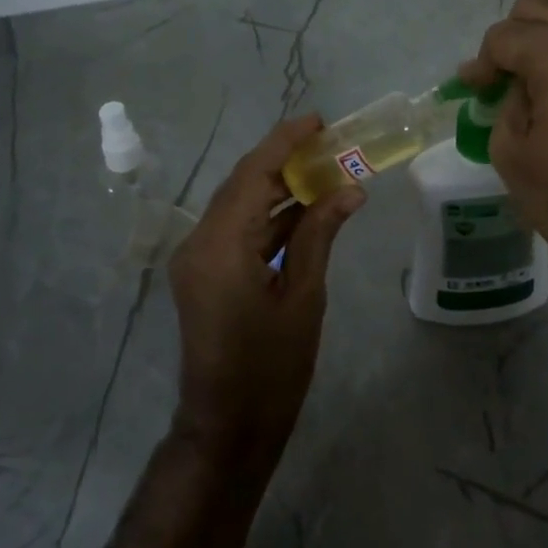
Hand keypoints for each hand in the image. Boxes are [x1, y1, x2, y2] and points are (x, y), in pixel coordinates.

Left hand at [167, 114, 364, 469]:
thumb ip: (320, 234)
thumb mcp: (304, 297)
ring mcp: (197, 258)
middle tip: (328, 141)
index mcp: (222, 245)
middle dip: (283, 158)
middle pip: (243, 183)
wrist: (228, 426)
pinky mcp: (204, 273)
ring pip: (239, 204)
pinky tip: (304, 208)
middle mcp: (200, 242)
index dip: (285, 141)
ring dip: (277, 185)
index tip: (318, 120)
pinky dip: (268, 215)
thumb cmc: (272, 367)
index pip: (254, 173)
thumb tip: (350, 189)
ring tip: (323, 168)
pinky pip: (237, 229)